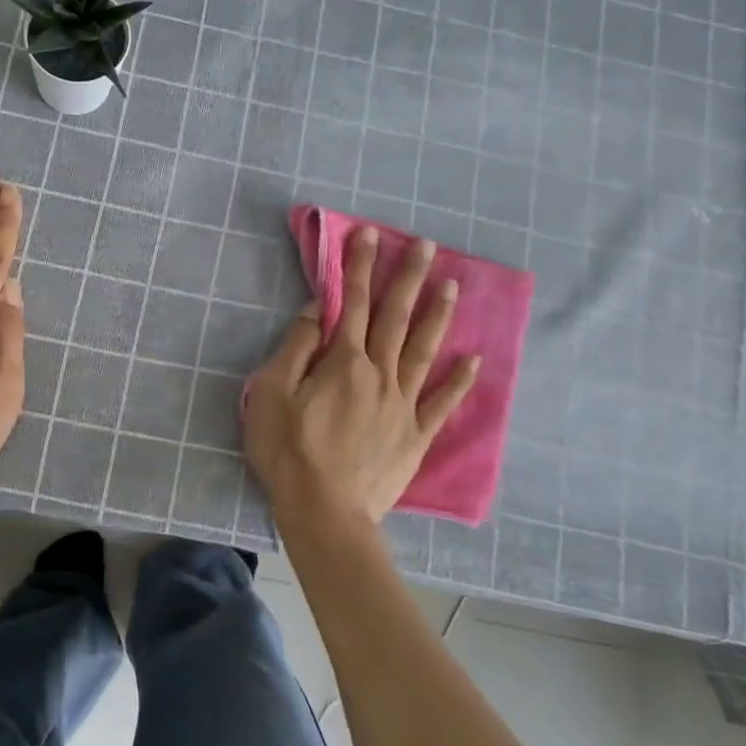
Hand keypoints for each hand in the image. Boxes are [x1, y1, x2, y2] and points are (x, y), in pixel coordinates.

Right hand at [245, 227, 478, 528]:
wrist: (324, 511)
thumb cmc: (288, 450)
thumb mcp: (272, 393)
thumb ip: (296, 348)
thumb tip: (318, 310)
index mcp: (343, 362)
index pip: (352, 304)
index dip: (359, 267)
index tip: (370, 235)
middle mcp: (379, 374)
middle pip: (395, 318)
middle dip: (408, 279)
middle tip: (427, 246)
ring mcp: (403, 405)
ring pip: (423, 351)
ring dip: (437, 316)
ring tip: (452, 286)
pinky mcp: (415, 436)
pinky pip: (441, 403)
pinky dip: (459, 381)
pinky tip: (473, 360)